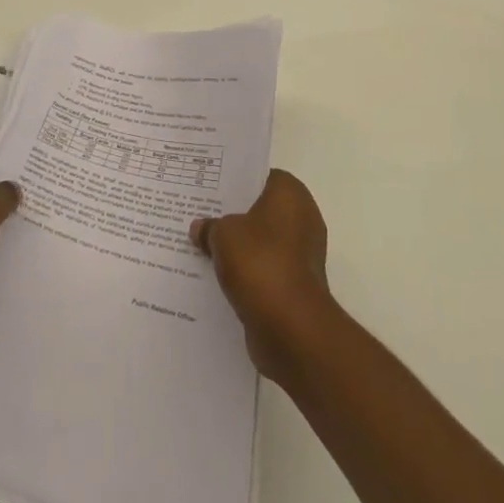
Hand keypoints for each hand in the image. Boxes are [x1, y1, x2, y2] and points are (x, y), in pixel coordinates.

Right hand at [191, 170, 336, 383]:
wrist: (290, 326)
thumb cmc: (260, 262)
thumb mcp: (223, 234)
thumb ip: (210, 226)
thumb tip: (200, 227)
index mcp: (291, 194)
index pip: (262, 176)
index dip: (237, 181)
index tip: (212, 188)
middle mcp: (303, 219)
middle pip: (261, 210)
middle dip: (234, 216)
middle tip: (202, 215)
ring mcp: (302, 254)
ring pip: (262, 242)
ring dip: (239, 247)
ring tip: (204, 246)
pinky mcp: (296, 285)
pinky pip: (265, 269)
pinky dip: (247, 273)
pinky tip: (218, 276)